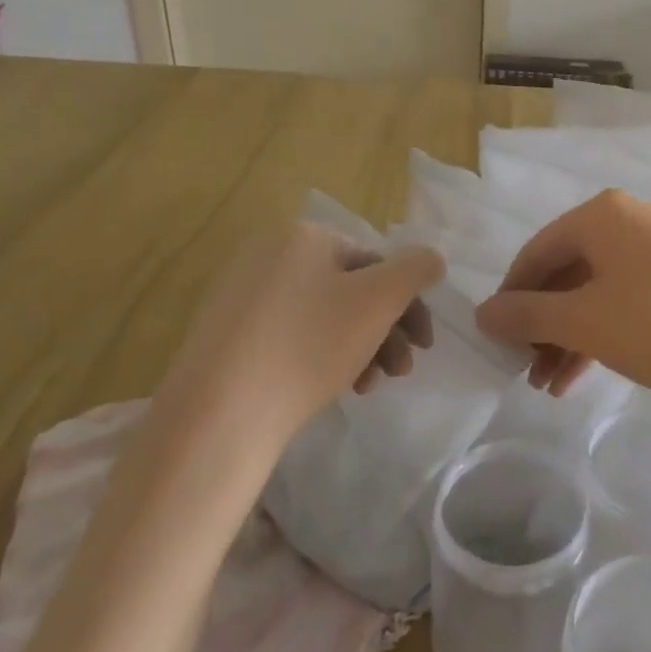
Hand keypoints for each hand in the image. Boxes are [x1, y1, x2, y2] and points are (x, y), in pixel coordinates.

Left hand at [153, 222, 445, 471]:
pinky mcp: (227, 335)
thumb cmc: (309, 346)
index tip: (424, 345)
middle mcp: (271, 254)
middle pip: (352, 290)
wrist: (218, 414)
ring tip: (370, 386)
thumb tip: (432, 257)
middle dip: (386, 331)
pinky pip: (292, 336)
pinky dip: (323, 357)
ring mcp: (244, 295)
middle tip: (403, 372)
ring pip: (325, 317)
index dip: (409, 303)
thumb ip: (416, 269)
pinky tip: (337, 388)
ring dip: (361, 348)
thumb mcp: (379, 300)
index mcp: (306, 237)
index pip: (377, 262)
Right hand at [475, 190, 650, 406]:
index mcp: (602, 215)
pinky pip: (630, 300)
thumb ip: (526, 315)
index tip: (497, 337)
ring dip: (570, 338)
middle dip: (543, 326)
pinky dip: (603, 334)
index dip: (511, 295)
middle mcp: (632, 220)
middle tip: (525, 369)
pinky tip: (584, 376)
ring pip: (599, 291)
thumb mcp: (582, 321)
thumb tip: (482, 313)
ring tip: (550, 386)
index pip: (537, 251)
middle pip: (569, 273)